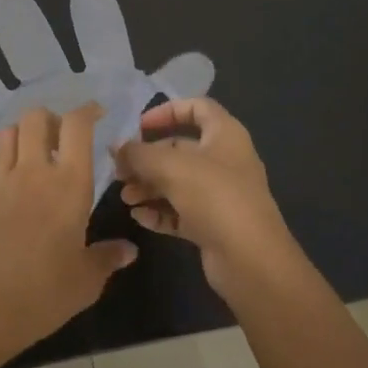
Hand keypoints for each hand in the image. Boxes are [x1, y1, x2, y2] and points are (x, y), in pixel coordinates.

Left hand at [0, 103, 138, 362]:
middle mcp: (33, 171)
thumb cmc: (46, 292)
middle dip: (49, 120)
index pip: (77, 126)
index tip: (96, 114)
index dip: (87, 111)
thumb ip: (108, 258)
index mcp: (69, 183)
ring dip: (18, 138)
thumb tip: (129, 250)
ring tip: (29, 157)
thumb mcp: (87, 280)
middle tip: (59, 140)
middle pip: (35, 118)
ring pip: (5, 136)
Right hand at [114, 97, 295, 296]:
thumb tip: (116, 147)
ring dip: (149, 186)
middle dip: (147, 158)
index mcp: (224, 135)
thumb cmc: (213, 196)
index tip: (140, 126)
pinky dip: (160, 211)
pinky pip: (181, 211)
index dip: (167, 111)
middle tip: (119, 170)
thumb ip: (138, 154)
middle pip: (180, 149)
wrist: (250, 260)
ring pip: (178, 182)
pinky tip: (139, 217)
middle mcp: (225, 160)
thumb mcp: (169, 167)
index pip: (197, 107)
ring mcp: (221, 195)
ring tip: (125, 197)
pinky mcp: (214, 225)